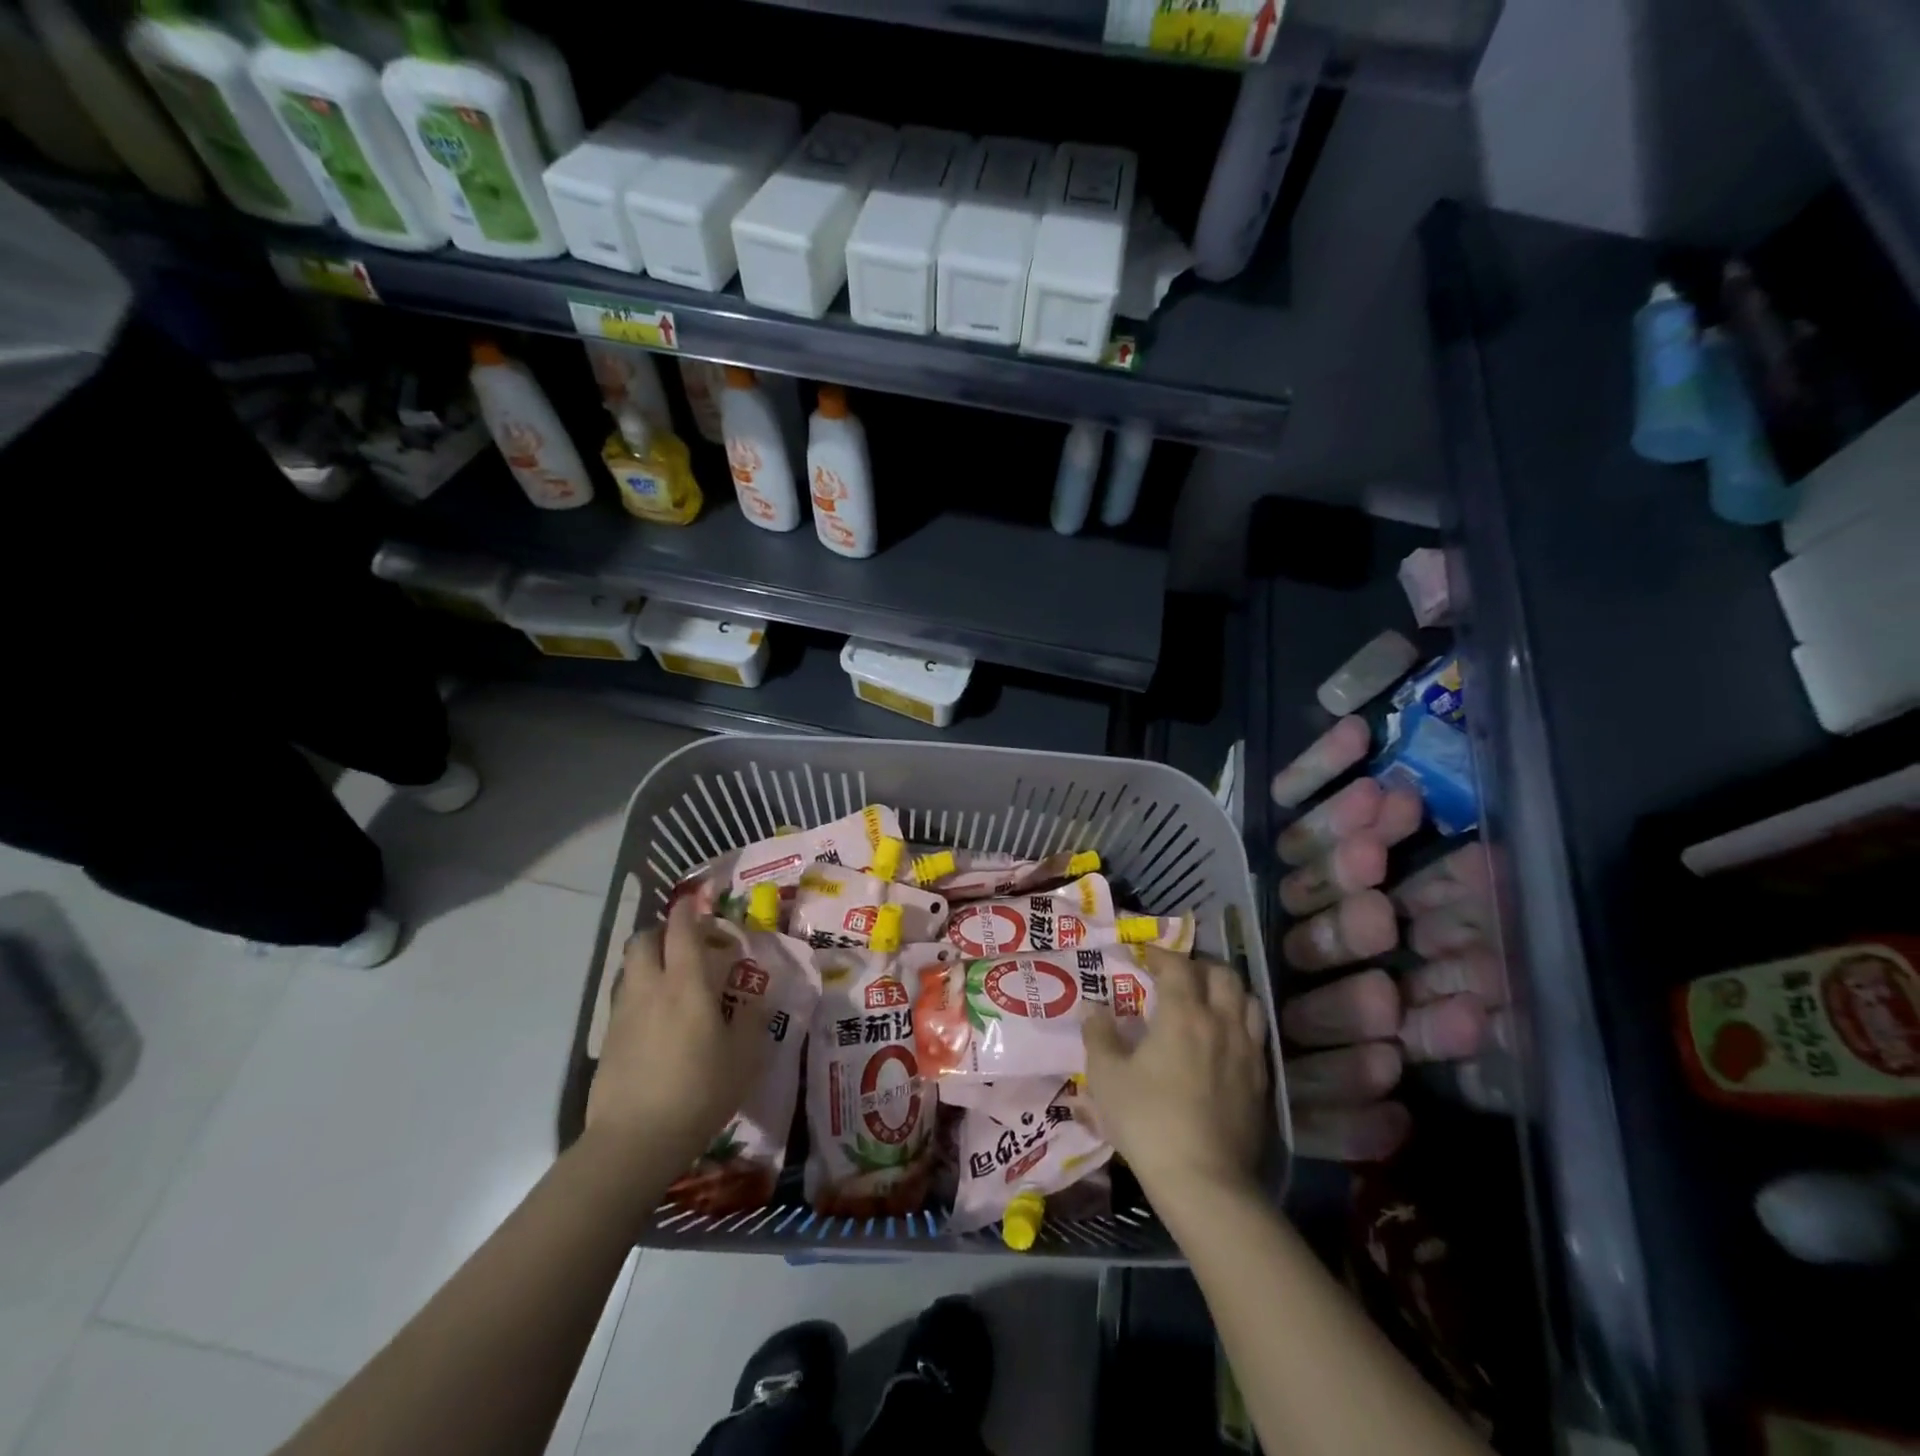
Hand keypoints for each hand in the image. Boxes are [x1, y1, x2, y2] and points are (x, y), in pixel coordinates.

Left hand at [586, 895, 767, 1169]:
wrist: (634, 1141)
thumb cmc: (699, 1091)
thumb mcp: (744, 1057)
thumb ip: (751, 1019)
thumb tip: (755, 998)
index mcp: (686, 983)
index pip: (682, 929)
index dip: (689, 909)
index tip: (698, 901)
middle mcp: (650, 987)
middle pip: (643, 939)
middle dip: (662, 931)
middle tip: (686, 943)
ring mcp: (623, 1013)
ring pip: (630, 967)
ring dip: (648, 960)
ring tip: (672, 979)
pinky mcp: (607, 1039)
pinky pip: (624, 998)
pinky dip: (640, 992)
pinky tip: (657, 1018)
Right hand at [1082, 947, 1269, 1202]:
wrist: (1204, 1181)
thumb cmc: (1148, 1122)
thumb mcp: (1106, 1078)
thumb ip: (1098, 1035)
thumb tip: (1093, 1007)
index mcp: (1183, 1014)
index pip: (1177, 965)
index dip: (1159, 954)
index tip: (1142, 956)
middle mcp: (1221, 1022)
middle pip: (1222, 974)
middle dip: (1198, 966)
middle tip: (1177, 975)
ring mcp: (1247, 1051)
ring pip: (1248, 1000)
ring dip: (1226, 991)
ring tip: (1206, 1001)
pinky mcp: (1261, 1080)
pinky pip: (1257, 1034)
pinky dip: (1241, 1022)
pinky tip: (1223, 1040)